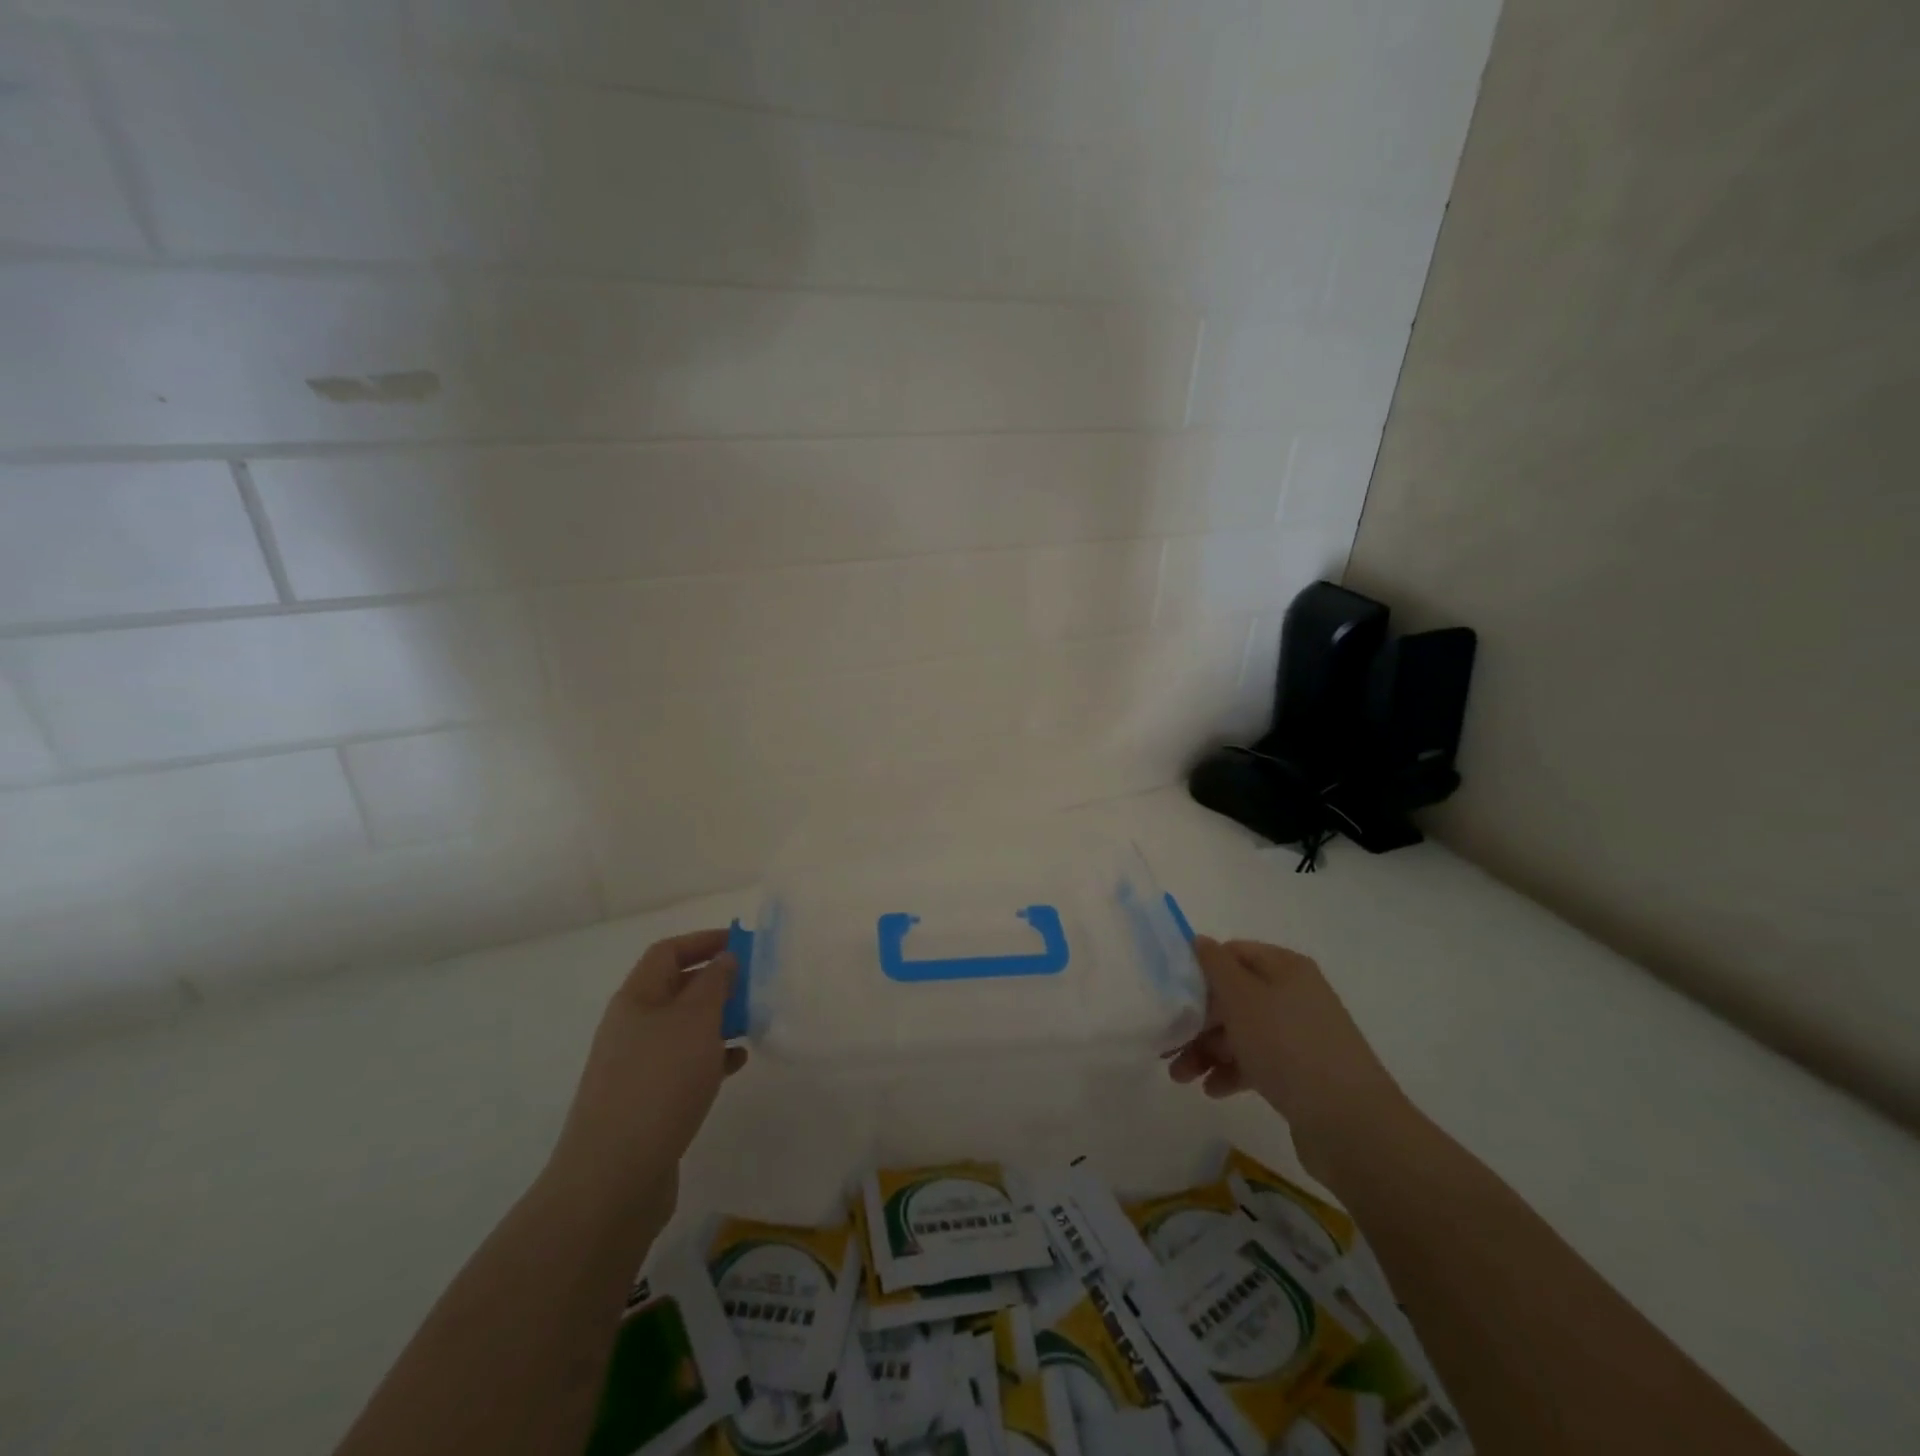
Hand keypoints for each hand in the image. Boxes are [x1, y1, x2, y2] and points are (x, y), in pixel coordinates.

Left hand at [546, 930, 747, 1220]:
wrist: (612, 1178)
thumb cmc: (658, 1084)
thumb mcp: (695, 1022)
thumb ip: (714, 983)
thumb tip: (724, 958)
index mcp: (636, 999)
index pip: (668, 952)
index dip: (703, 941)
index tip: (743, 944)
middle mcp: (631, 1026)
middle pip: (676, 988)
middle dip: (716, 981)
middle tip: (755, 985)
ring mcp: (636, 1066)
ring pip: (683, 1028)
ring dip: (717, 1020)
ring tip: (753, 1024)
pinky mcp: (646, 1101)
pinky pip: (684, 1064)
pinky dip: (711, 1057)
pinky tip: (736, 1064)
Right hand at [1168, 936, 1406, 1177]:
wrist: (1351, 1125)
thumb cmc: (1289, 1047)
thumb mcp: (1242, 998)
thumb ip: (1215, 966)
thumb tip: (1199, 940)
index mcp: (1285, 968)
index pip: (1233, 953)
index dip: (1200, 970)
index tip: (1171, 995)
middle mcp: (1294, 995)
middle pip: (1234, 997)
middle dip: (1197, 1020)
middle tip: (1167, 1044)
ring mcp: (1300, 1035)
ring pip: (1242, 1032)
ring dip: (1208, 1050)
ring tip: (1181, 1077)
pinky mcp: (1301, 1073)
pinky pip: (1257, 1062)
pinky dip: (1232, 1072)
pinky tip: (1212, 1091)